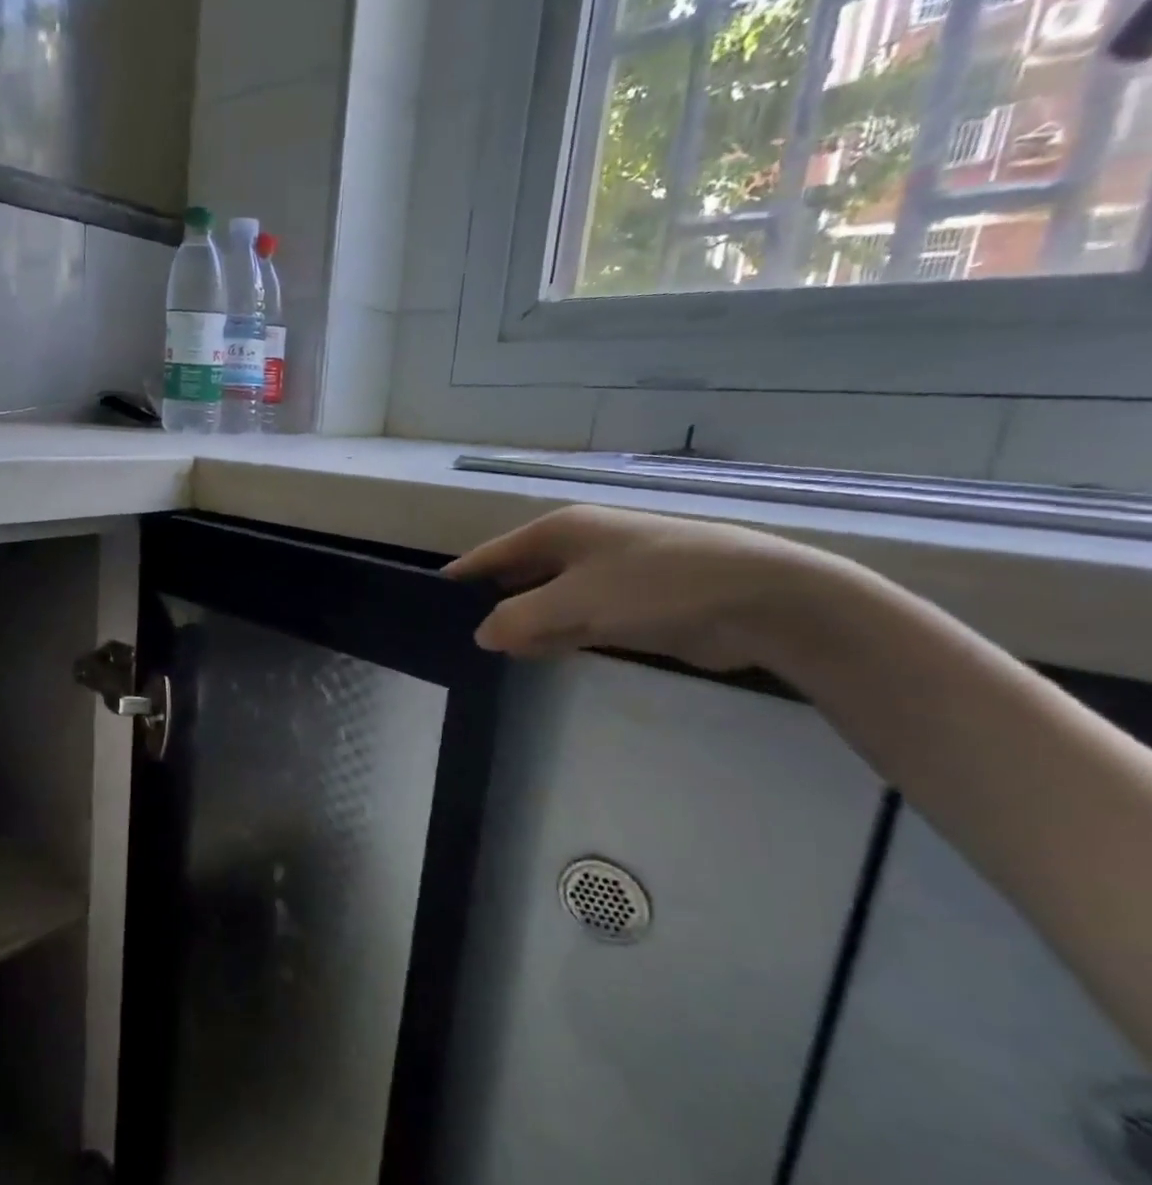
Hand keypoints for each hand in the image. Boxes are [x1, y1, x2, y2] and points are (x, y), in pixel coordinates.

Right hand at [443, 504, 856, 670]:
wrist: (757, 600)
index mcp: (559, 530)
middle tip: (453, 637)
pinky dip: (554, 635)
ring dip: (523, 624)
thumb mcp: (574, 602)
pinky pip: (575, 619)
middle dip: (490, 603)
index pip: (493, 554)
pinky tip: (533, 655)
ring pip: (546, 601)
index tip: (428, 602)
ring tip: (486, 654)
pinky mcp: (630, 605)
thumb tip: (482, 635)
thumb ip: (519, 619)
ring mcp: (606, 575)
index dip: (461, 577)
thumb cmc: (655, 586)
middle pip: (518, 575)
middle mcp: (578, 546)